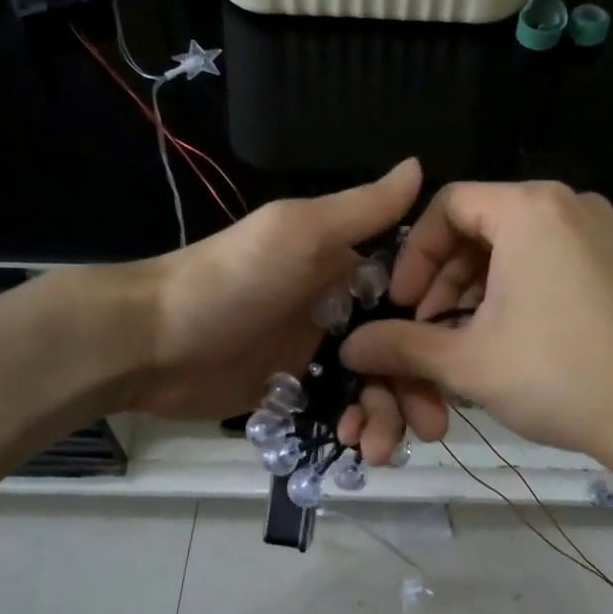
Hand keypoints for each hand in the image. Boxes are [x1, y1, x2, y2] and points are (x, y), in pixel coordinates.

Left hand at [120, 159, 424, 421]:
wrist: (152, 340)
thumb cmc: (233, 279)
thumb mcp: (300, 232)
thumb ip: (364, 209)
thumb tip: (421, 163)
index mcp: (344, 268)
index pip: (410, 299)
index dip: (435, 330)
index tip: (459, 361)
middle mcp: (336, 310)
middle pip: (396, 351)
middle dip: (416, 388)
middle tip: (432, 427)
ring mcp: (312, 356)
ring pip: (370, 388)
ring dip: (386, 418)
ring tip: (382, 450)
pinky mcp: (290, 393)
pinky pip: (336, 413)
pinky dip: (352, 430)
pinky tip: (353, 446)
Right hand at [339, 181, 612, 464]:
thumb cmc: (560, 376)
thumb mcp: (468, 361)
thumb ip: (401, 346)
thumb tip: (348, 347)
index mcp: (529, 208)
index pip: (447, 205)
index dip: (413, 254)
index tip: (401, 305)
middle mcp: (566, 204)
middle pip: (479, 225)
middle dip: (441, 280)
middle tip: (424, 330)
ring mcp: (598, 232)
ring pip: (512, 248)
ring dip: (473, 291)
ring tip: (458, 342)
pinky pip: (545, 261)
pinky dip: (512, 292)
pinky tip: (501, 340)